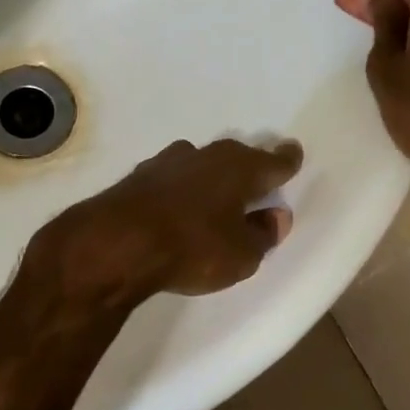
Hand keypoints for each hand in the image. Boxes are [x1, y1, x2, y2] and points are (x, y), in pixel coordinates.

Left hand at [30, 138, 303, 306]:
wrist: (115, 243)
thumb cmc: (192, 247)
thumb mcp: (241, 255)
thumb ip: (263, 235)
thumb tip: (276, 216)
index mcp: (240, 169)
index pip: (273, 161)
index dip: (286, 160)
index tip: (293, 154)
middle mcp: (207, 155)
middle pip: (237, 157)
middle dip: (248, 167)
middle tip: (257, 180)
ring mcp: (168, 162)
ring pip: (201, 163)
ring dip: (211, 176)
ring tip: (216, 195)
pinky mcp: (138, 176)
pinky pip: (172, 178)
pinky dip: (181, 188)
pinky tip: (178, 205)